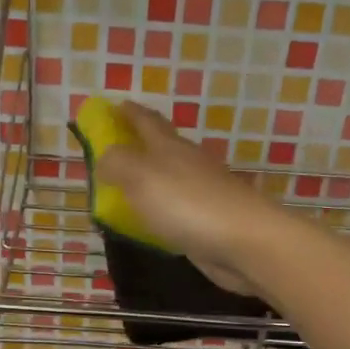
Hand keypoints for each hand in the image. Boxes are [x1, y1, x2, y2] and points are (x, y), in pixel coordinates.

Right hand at [93, 102, 292, 293]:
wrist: (245, 242)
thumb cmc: (188, 203)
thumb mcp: (140, 177)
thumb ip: (116, 163)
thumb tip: (104, 157)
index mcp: (170, 146)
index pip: (146, 121)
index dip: (129, 112)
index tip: (113, 106)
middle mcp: (188, 164)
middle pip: (161, 148)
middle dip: (138, 145)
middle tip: (113, 150)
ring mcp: (202, 193)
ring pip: (169, 180)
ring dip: (149, 180)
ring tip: (125, 189)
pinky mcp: (209, 222)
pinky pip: (176, 210)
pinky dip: (160, 210)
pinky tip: (151, 222)